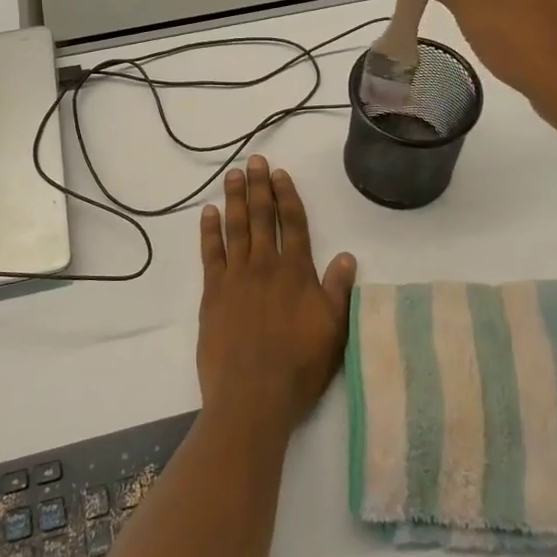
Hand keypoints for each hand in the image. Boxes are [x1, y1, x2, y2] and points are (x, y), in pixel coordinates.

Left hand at [198, 156, 356, 436]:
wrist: (252, 396)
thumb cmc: (299, 367)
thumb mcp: (334, 331)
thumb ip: (338, 290)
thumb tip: (347, 256)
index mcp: (297, 272)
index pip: (293, 224)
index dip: (287, 196)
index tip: (279, 174)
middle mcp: (265, 266)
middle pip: (262, 217)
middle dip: (259, 187)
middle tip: (254, 161)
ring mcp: (236, 277)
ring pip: (236, 228)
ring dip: (235, 199)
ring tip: (233, 175)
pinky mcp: (212, 292)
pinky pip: (211, 253)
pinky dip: (210, 230)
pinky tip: (209, 212)